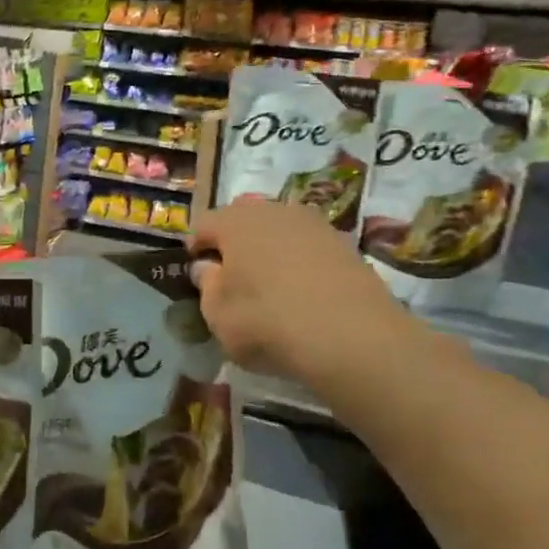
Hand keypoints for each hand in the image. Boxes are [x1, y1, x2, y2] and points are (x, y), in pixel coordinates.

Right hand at [188, 200, 413, 391]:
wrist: (353, 337)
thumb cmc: (269, 323)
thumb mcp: (218, 316)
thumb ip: (206, 286)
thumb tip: (208, 268)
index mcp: (235, 221)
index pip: (203, 224)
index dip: (195, 248)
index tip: (197, 274)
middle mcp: (273, 211)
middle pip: (242, 220)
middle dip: (234, 243)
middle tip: (232, 278)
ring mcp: (313, 224)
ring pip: (278, 230)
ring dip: (269, 250)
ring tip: (270, 286)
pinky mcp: (343, 243)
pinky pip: (307, 247)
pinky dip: (299, 263)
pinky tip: (303, 292)